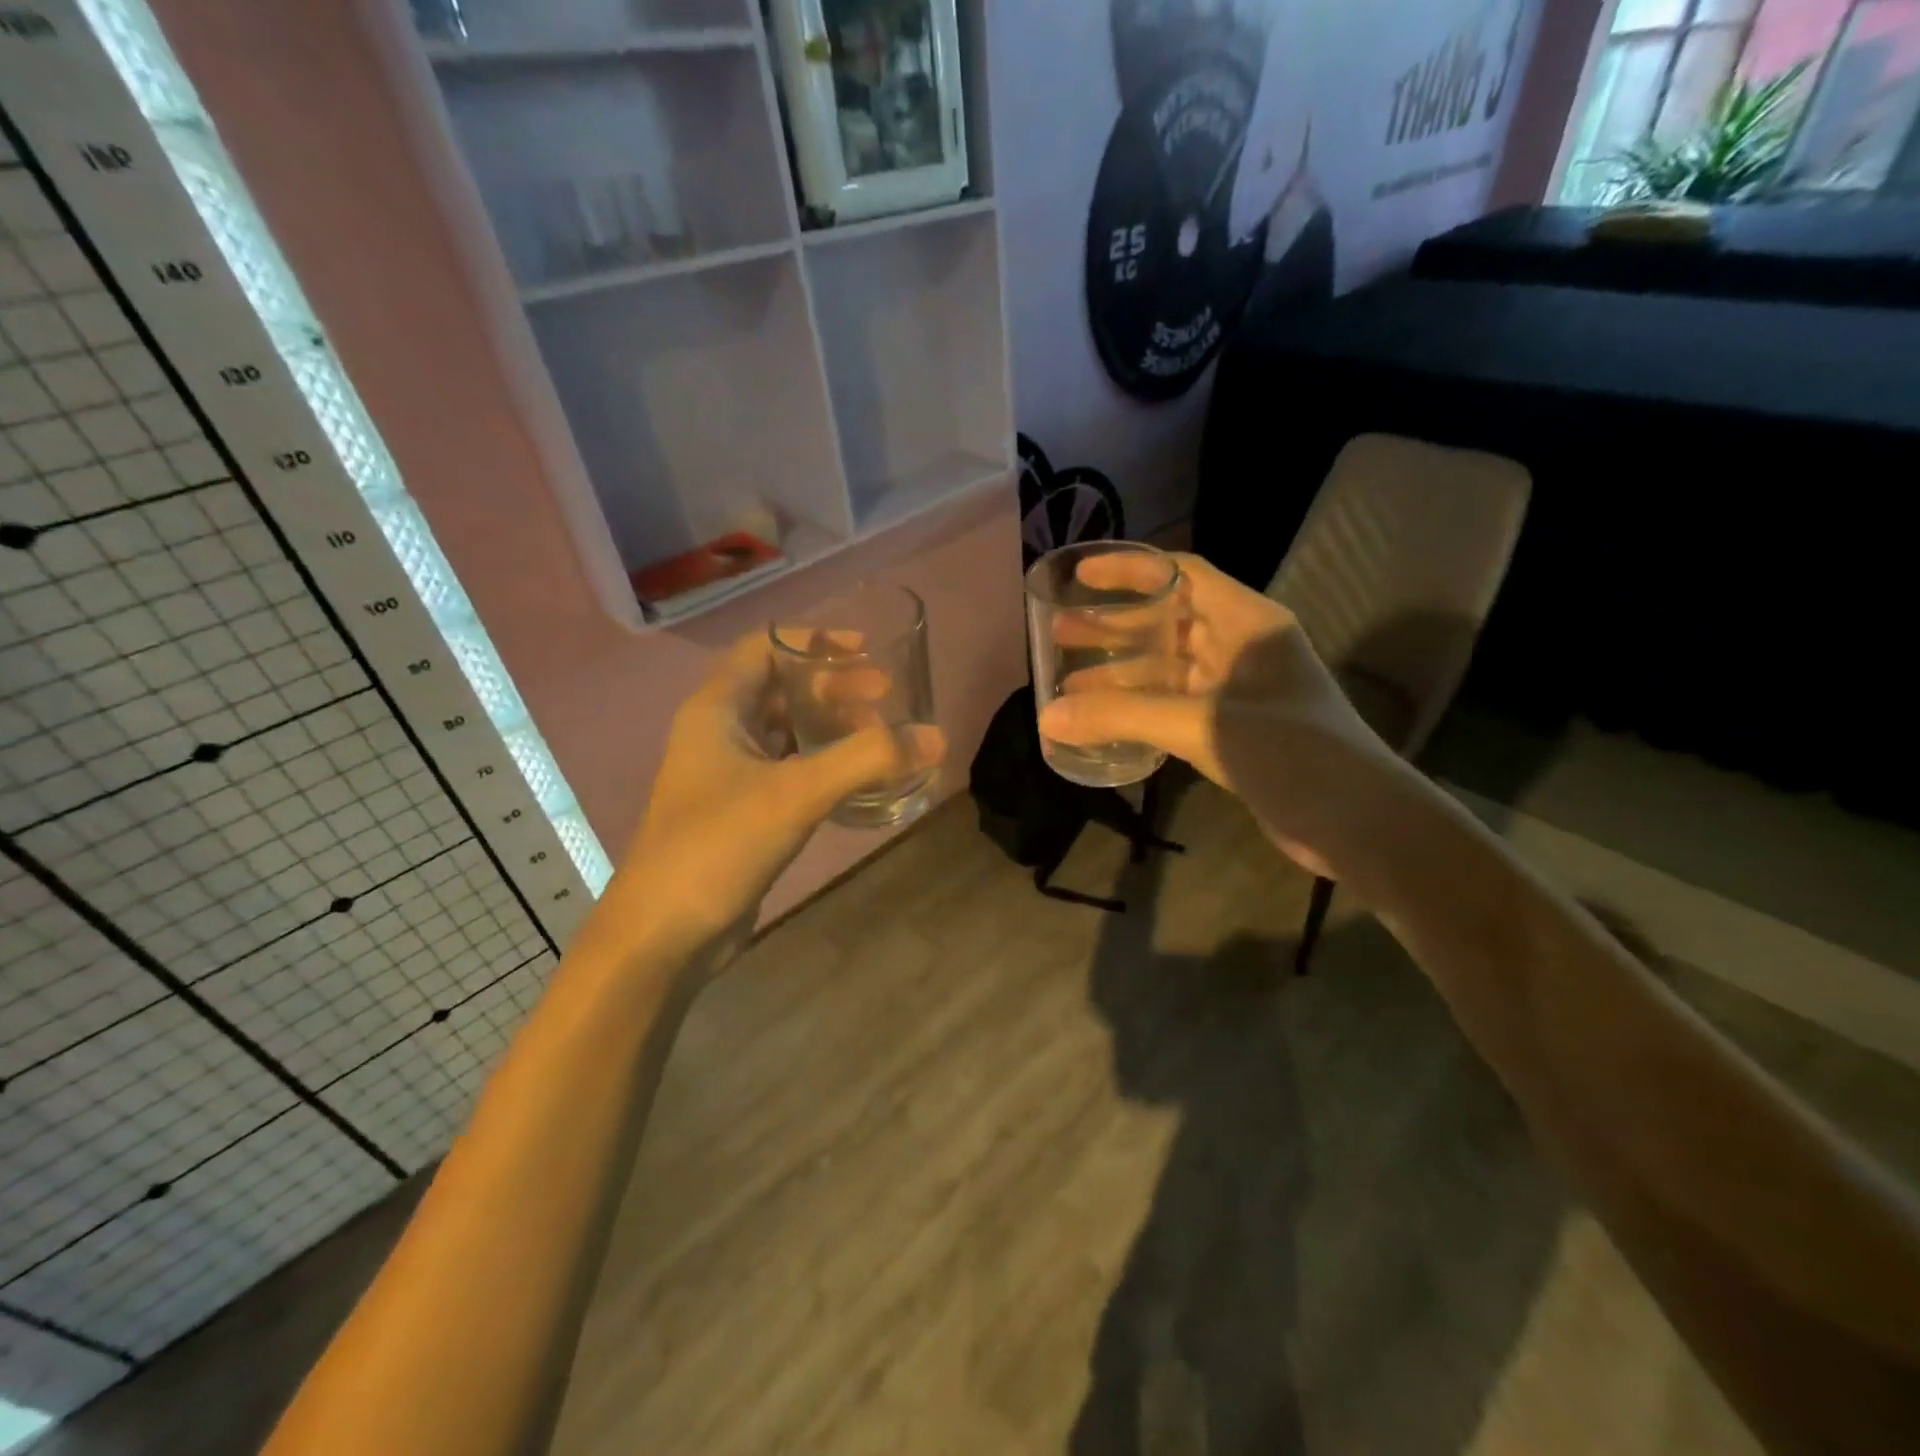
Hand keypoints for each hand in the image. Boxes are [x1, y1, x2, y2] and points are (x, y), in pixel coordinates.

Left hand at [601, 634, 945, 964]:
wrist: (664, 933)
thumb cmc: (718, 845)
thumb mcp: (796, 793)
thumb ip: (867, 759)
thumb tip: (936, 737)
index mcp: (717, 709)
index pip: (765, 649)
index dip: (814, 641)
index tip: (865, 650)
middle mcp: (719, 732)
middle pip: (781, 689)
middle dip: (834, 687)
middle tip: (886, 697)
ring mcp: (729, 775)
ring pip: (786, 731)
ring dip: (831, 726)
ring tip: (880, 734)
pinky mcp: (742, 811)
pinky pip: (789, 770)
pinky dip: (823, 764)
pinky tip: (858, 777)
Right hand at [1037, 552, 1394, 876]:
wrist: (1355, 822)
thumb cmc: (1290, 751)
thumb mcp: (1202, 723)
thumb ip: (1124, 716)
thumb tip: (1048, 717)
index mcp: (1246, 623)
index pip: (1182, 576)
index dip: (1130, 571)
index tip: (1080, 578)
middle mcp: (1240, 648)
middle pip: (1166, 624)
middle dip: (1113, 627)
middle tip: (1059, 632)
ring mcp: (1236, 691)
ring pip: (1166, 670)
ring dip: (1120, 674)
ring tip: (1066, 682)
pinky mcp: (1231, 731)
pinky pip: (1173, 707)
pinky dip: (1137, 711)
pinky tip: (1102, 722)